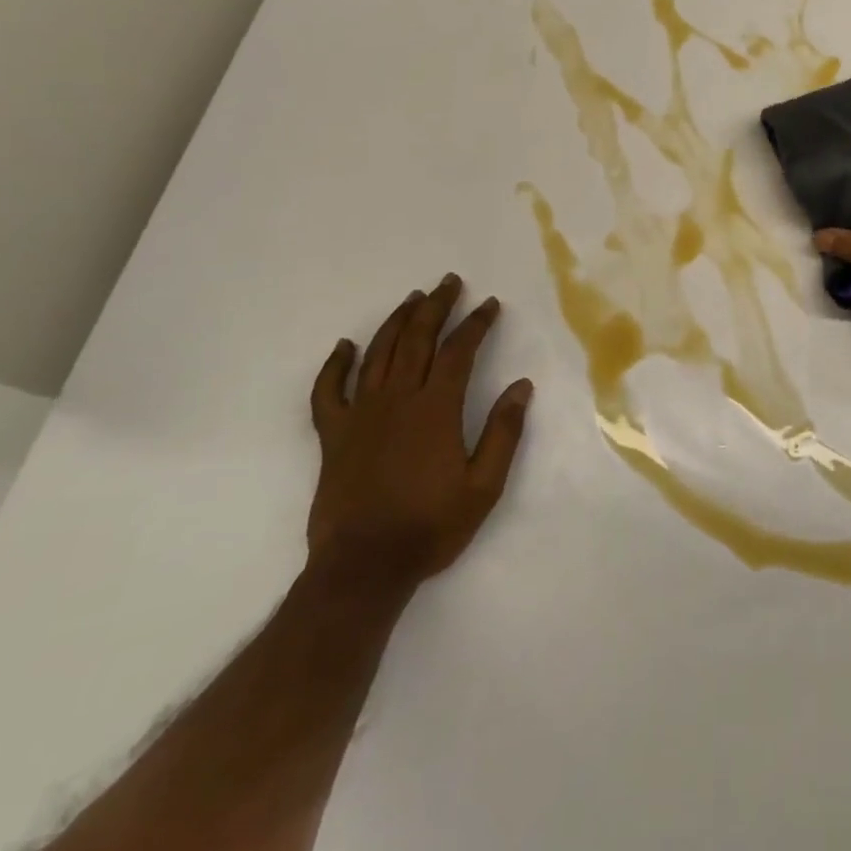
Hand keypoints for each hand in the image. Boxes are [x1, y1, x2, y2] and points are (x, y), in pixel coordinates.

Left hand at [307, 274, 531, 584]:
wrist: (364, 567)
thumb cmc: (431, 526)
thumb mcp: (484, 485)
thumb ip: (503, 432)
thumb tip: (522, 386)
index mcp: (435, 410)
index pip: (458, 352)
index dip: (475, 324)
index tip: (490, 305)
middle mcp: (396, 401)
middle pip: (416, 341)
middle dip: (435, 307)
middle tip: (449, 283)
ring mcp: (360, 416)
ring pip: (377, 355)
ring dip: (396, 322)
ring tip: (412, 299)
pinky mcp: (333, 436)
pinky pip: (328, 391)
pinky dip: (335, 365)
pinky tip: (345, 346)